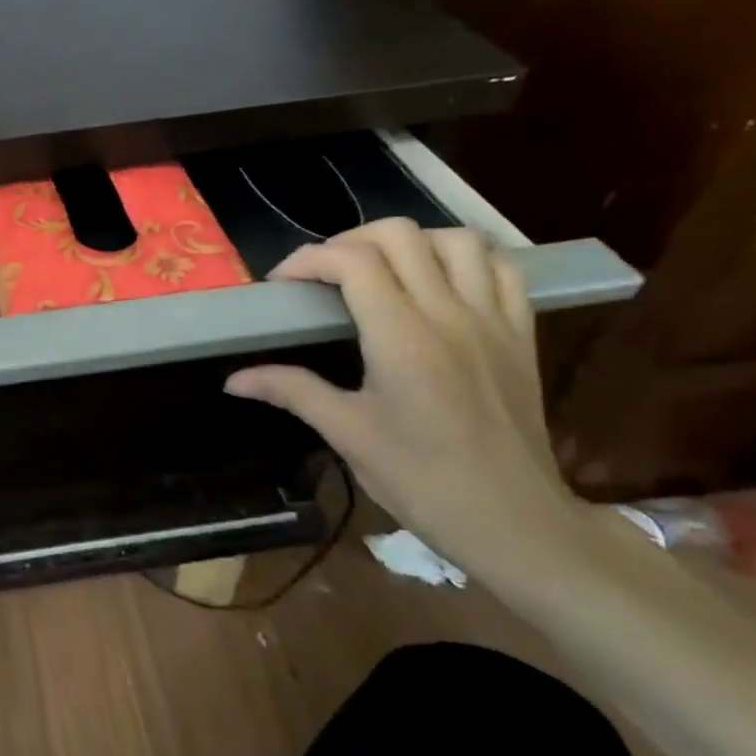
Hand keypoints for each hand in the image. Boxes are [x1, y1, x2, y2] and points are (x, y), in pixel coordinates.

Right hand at [225, 219, 596, 574]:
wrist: (512, 520)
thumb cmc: (420, 480)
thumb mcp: (347, 434)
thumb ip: (291, 391)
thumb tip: (234, 379)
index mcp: (402, 338)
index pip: (353, 262)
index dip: (309, 259)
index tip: (283, 284)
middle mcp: (449, 314)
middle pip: (400, 235)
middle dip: (349, 241)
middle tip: (323, 274)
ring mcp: (493, 319)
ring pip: (455, 239)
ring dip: (410, 242)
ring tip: (381, 269)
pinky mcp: (521, 333)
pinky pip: (502, 268)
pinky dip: (466, 258)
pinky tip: (441, 280)